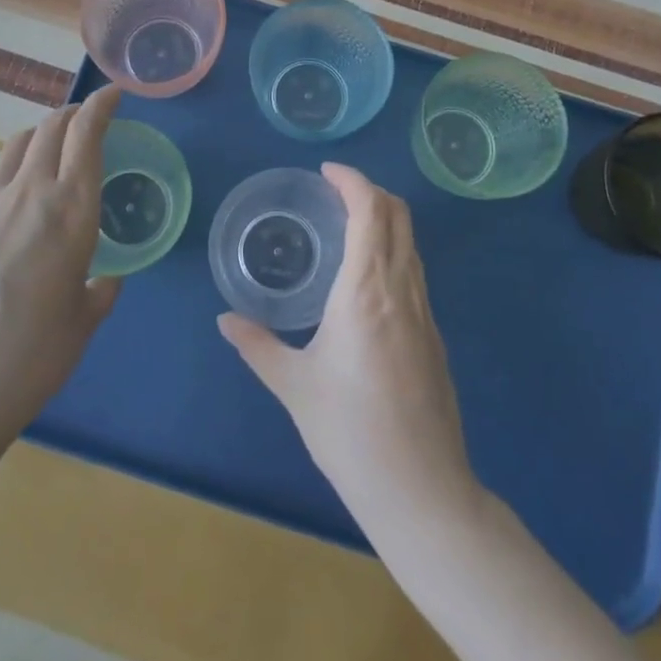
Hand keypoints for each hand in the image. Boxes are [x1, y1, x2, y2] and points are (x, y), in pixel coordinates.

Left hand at [0, 86, 121, 444]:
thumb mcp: (84, 321)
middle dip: (72, 114)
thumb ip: (101, 289)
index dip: (101, 107)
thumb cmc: (33, 357)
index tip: (113, 94)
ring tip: (51, 148)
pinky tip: (13, 188)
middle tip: (87, 120)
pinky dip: (10, 164)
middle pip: (50, 128)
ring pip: (16, 144)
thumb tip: (104, 278)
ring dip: (39, 134)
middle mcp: (30, 194)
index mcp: (72, 212)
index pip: (86, 136)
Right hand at [218, 163, 476, 528]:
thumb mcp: (294, 386)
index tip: (327, 172)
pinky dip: (394, 250)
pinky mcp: (435, 334)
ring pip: (411, 242)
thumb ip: (257, 345)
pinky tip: (368, 278)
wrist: (420, 488)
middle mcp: (402, 288)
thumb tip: (226, 321)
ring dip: (386, 219)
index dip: (352, 180)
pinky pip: (416, 271)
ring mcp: (425, 311)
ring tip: (349, 226)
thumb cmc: (349, 431)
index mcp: (366, 289)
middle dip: (370, 191)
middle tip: (335, 192)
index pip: (370, 210)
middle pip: (398, 215)